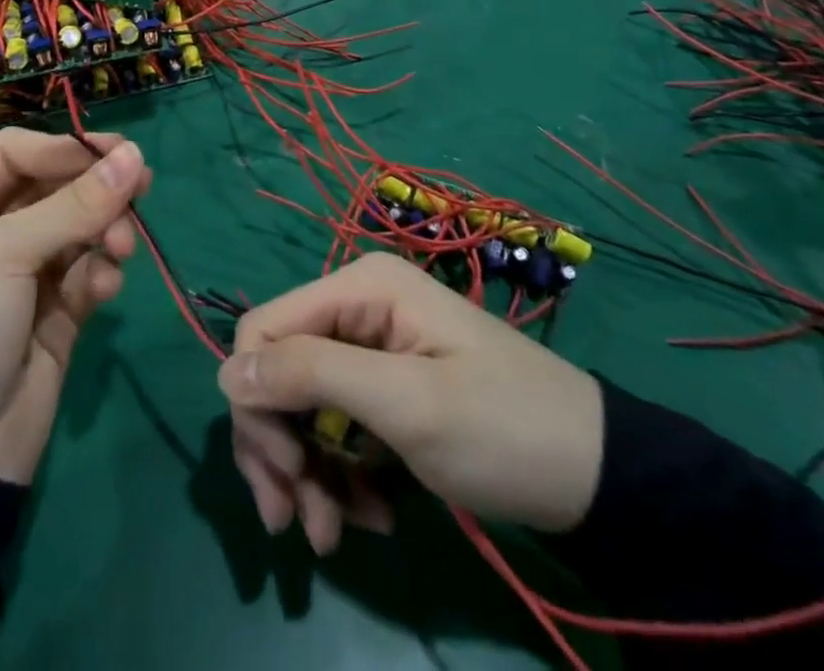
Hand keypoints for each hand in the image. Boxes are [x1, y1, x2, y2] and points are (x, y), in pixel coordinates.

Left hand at [0, 128, 148, 483]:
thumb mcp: (3, 256)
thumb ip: (73, 205)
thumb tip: (134, 157)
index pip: (13, 156)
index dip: (61, 149)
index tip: (113, 153)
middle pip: (52, 190)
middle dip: (94, 190)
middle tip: (141, 188)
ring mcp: (22, 279)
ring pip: (77, 230)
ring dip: (105, 230)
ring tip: (121, 248)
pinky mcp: (54, 316)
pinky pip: (87, 274)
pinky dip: (101, 272)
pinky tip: (106, 286)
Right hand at [217, 253, 604, 553]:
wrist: (598, 478)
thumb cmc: (503, 429)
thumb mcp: (405, 405)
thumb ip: (311, 376)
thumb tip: (226, 373)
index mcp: (358, 289)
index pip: (264, 329)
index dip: (257, 400)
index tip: (284, 473)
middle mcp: (354, 307)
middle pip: (277, 370)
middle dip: (280, 448)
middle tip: (297, 522)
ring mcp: (369, 347)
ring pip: (300, 406)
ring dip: (309, 472)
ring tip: (334, 533)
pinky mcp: (383, 388)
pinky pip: (334, 426)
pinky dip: (341, 474)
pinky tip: (372, 515)